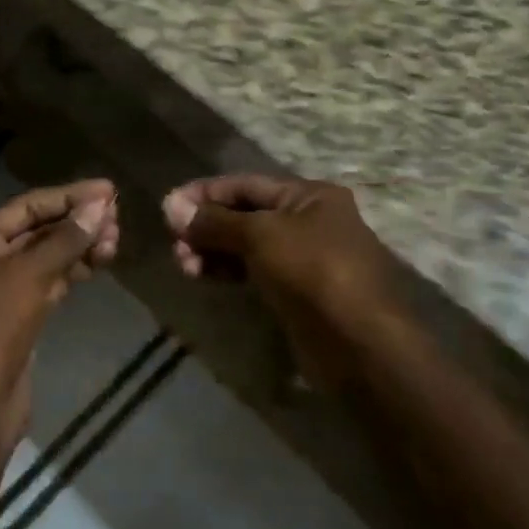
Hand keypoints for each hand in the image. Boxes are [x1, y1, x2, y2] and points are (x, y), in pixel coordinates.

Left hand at [0, 180, 118, 448]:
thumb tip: (100, 205)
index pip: (26, 206)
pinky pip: (46, 283)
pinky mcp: (15, 316)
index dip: (68, 196)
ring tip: (115, 239)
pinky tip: (99, 262)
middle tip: (117, 217)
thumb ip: (66, 238)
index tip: (108, 190)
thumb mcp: (31, 273)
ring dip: (78, 247)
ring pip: (44, 258)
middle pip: (35, 231)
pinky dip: (71, 272)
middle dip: (76, 223)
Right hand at [161, 174, 405, 355]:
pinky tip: (204, 276)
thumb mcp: (260, 236)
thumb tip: (171, 207)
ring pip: (246, 244)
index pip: (244, 184)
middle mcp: (309, 220)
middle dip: (206, 225)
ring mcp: (305, 257)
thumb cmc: (312, 272)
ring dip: (212, 250)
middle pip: (244, 214)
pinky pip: (254, 271)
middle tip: (175, 243)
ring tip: (184, 264)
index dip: (204, 193)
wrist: (360, 344)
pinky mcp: (297, 291)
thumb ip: (214, 221)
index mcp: (308, 195)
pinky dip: (228, 270)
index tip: (167, 207)